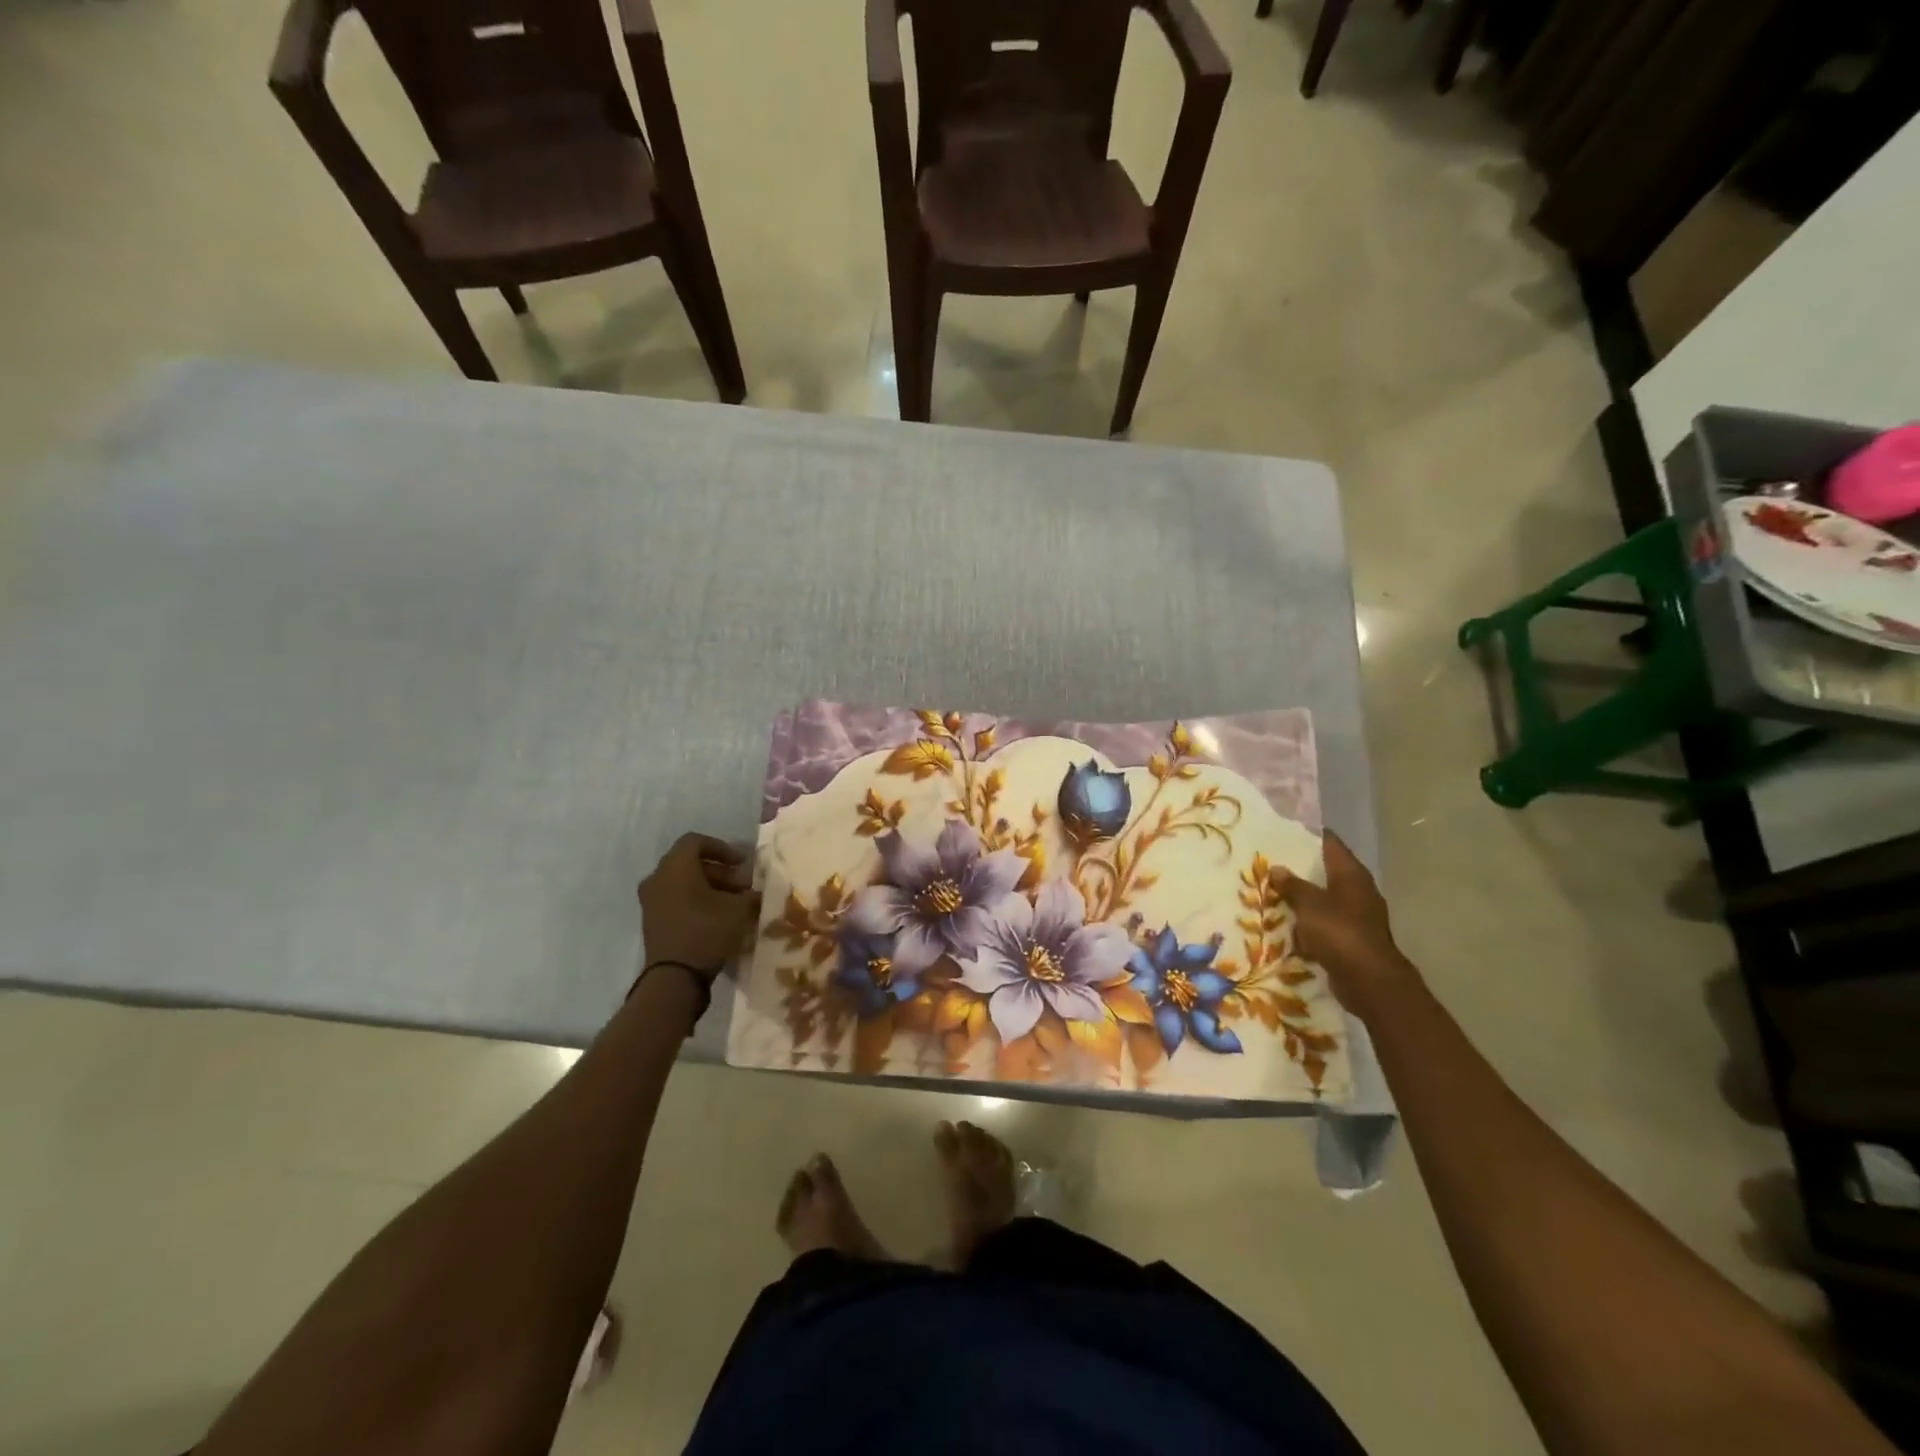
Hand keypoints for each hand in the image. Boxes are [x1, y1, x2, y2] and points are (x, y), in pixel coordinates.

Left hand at [637, 833, 759, 978]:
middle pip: (690, 863)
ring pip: (683, 882)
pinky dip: (696, 901)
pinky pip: (676, 899)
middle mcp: (658, 878)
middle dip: (720, 871)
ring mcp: (651, 901)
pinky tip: (717, 917)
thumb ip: (750, 894)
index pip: (695, 841)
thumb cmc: (706, 932)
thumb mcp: (739, 910)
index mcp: (675, 867)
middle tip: (742, 886)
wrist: (674, 978)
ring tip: (733, 903)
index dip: (722, 848)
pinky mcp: (652, 921)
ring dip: (709, 887)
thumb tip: (757, 891)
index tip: (742, 863)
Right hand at [1269, 831, 1418, 1016]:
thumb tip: (1277, 868)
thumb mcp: (1309, 904)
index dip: (1308, 834)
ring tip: (1272, 893)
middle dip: (1299, 869)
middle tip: (1269, 862)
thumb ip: (1292, 885)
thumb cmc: (1339, 932)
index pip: (1330, 843)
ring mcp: (1356, 916)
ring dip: (1302, 898)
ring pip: (1323, 899)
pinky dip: (1308, 923)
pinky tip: (1286, 925)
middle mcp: (1357, 890)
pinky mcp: (1351, 939)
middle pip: (1326, 871)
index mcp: (1351, 874)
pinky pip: (1324, 924)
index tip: (1283, 830)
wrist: (1368, 980)